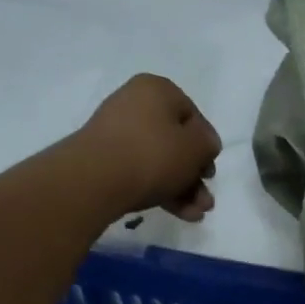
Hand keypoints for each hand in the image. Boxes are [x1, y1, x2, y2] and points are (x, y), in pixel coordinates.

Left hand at [77, 74, 221, 220]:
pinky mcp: (104, 159)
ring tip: (195, 214)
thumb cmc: (153, 154)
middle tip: (205, 201)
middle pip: (176, 142)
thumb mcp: (197, 147)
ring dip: (183, 188)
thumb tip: (202, 146)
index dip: (206, 146)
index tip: (209, 172)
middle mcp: (134, 104)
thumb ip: (209, 143)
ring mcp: (116, 132)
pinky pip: (141, 171)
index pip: (194, 116)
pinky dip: (161, 190)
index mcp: (157, 89)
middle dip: (195, 175)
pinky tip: (179, 213)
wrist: (95, 180)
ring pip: (160, 161)